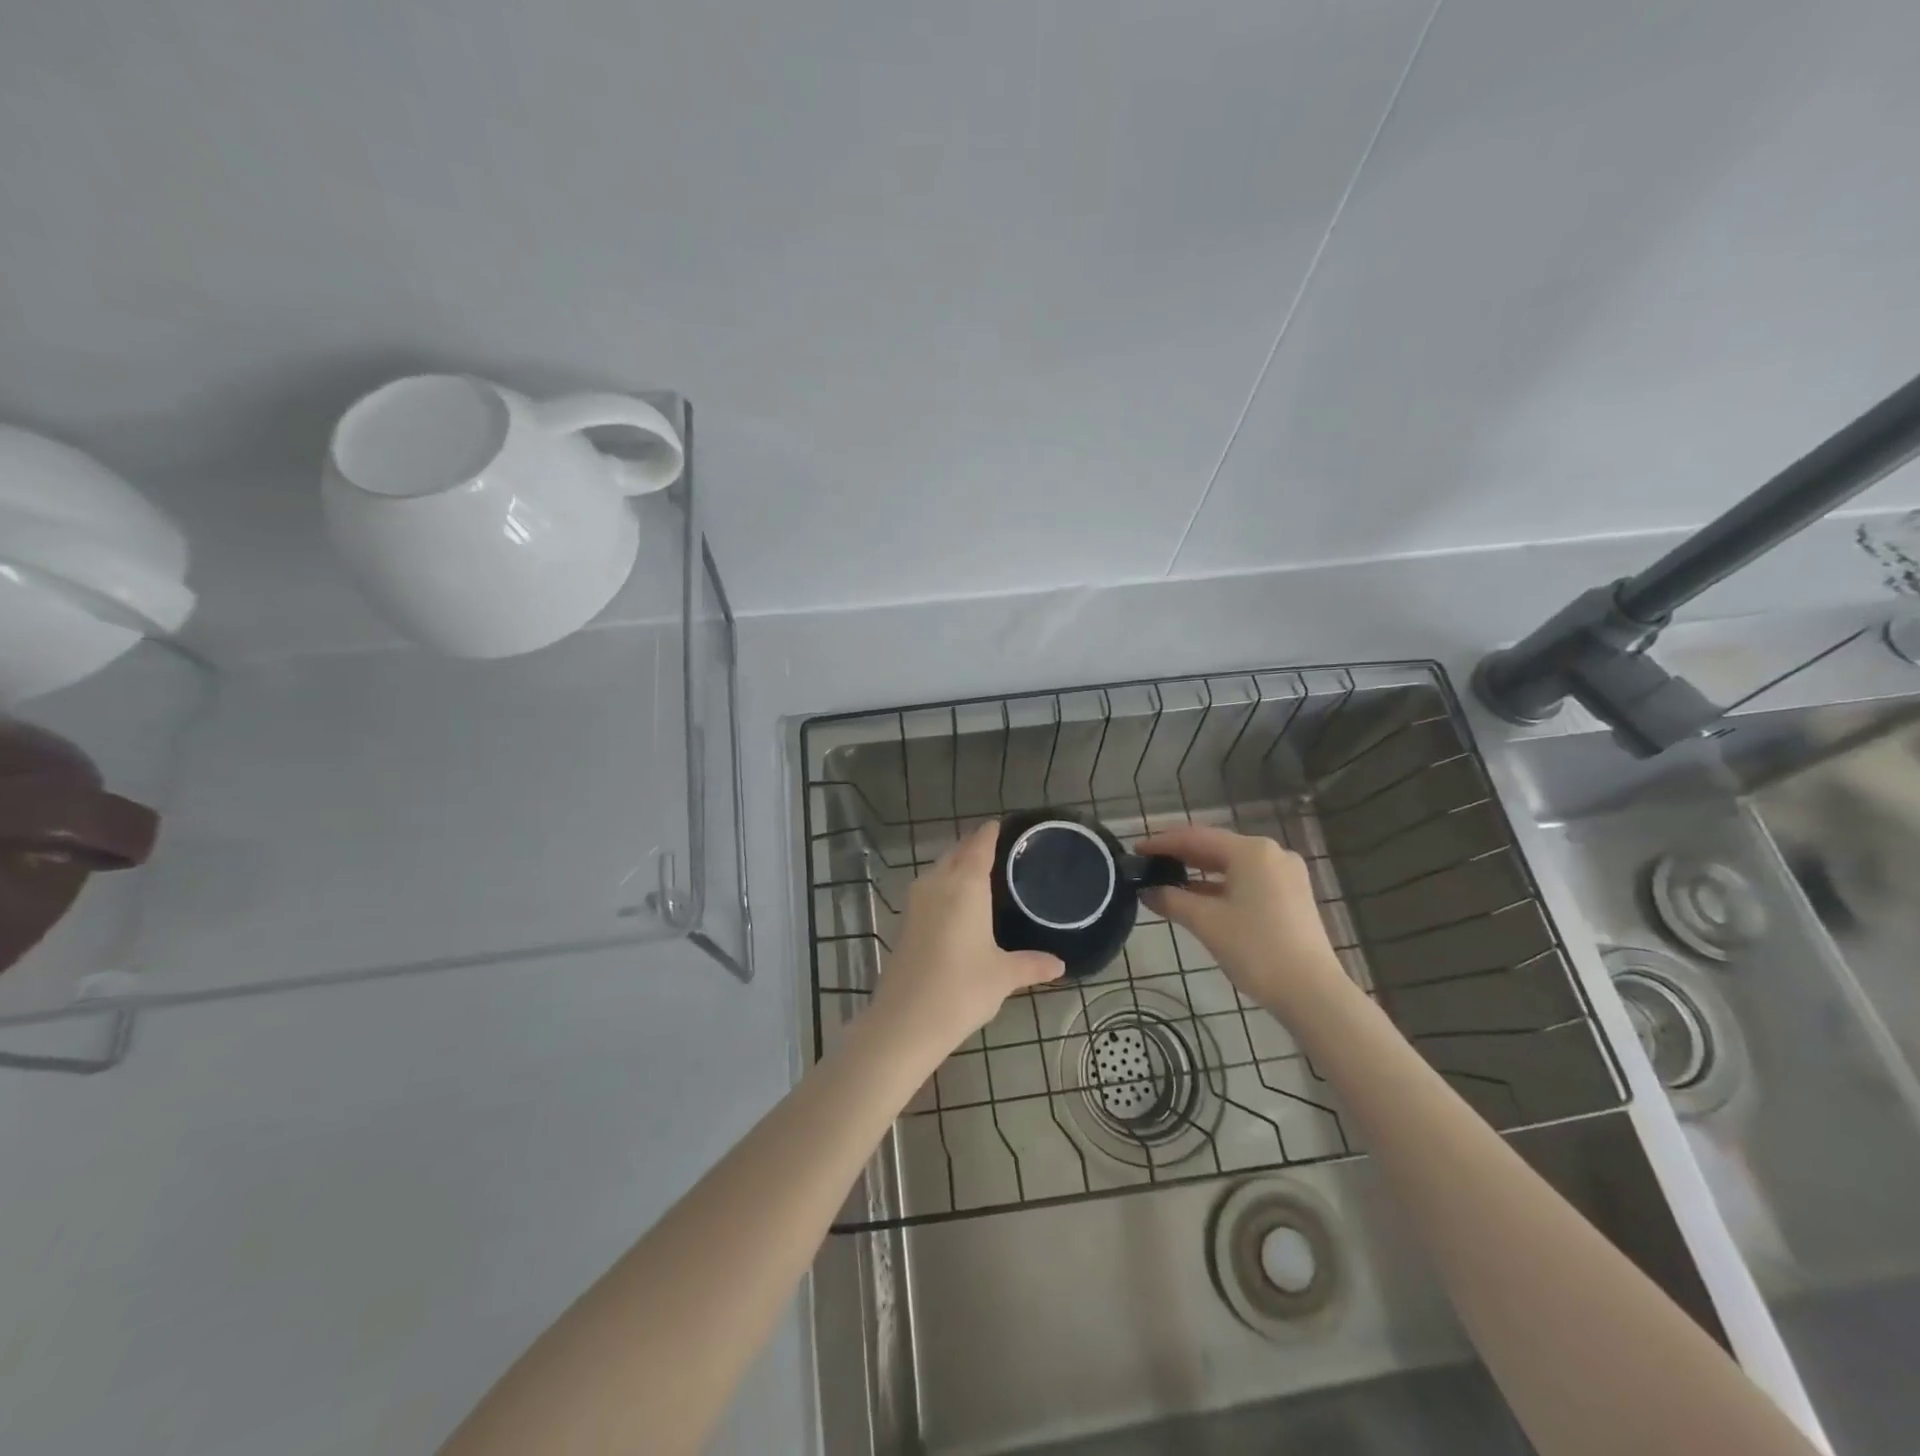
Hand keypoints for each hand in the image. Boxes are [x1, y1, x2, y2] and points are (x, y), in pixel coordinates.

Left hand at [871, 822, 1063, 1050]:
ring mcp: (916, 901)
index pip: (979, 844)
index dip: (991, 832)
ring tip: (983, 876)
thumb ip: (1032, 965)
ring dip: (957, 866)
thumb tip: (1060, 964)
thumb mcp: (1004, 976)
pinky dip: (945, 887)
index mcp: (965, 884)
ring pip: (939, 870)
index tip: (1005, 826)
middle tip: (1001, 852)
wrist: (905, 1021)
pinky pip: (930, 889)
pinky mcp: (905, 921)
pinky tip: (959, 906)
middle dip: (975, 847)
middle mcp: (937, 883)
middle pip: (957, 852)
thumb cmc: (962, 989)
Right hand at [1136, 824, 1347, 1016]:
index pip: (1196, 837)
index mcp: (1251, 851)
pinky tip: (1199, 896)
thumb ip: (1172, 899)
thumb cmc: (1256, 949)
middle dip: (1181, 854)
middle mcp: (1271, 853)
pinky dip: (1221, 885)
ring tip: (1168, 878)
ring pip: (1232, 864)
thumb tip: (1146, 891)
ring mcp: (1286, 874)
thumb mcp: (1206, 922)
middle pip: (1216, 846)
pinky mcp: (1292, 895)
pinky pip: (1247, 879)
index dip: (1163, 842)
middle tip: (1148, 862)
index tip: (1136, 850)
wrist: (1312, 993)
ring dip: (1200, 871)